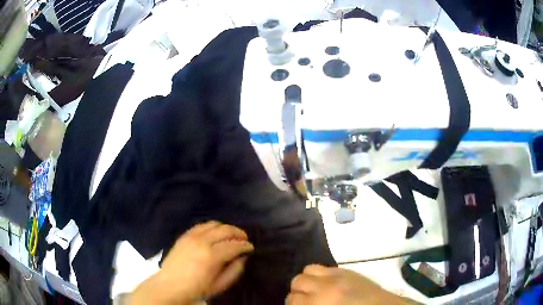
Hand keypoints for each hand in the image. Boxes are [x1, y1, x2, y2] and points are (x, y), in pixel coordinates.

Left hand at [130, 221, 253, 304]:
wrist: (170, 285)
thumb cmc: (197, 289)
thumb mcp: (219, 285)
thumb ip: (234, 270)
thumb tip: (243, 257)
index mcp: (212, 256)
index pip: (234, 245)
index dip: (245, 245)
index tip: (251, 247)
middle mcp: (202, 241)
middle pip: (225, 229)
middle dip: (238, 233)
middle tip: (244, 239)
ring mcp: (191, 236)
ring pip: (214, 224)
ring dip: (225, 228)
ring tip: (231, 235)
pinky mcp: (184, 235)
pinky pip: (201, 225)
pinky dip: (211, 227)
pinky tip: (215, 233)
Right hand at [287, 265, 412, 304]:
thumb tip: (298, 303)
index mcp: (320, 302)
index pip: (293, 299)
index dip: (292, 304)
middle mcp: (326, 286)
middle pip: (298, 281)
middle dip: (297, 291)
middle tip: (303, 300)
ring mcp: (338, 275)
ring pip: (309, 269)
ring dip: (307, 280)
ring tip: (313, 289)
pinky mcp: (347, 270)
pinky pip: (325, 267)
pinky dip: (321, 275)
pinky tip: (326, 284)